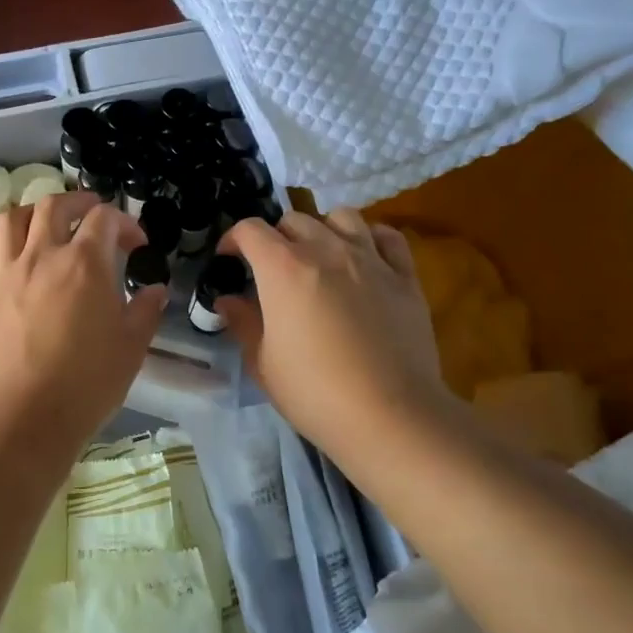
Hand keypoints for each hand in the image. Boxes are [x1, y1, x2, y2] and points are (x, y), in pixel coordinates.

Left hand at [0, 191, 166, 473]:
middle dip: (76, 202)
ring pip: (10, 221)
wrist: (22, 421)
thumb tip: (155, 290)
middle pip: (52, 206)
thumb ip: (145, 312)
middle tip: (90, 215)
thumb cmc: (86, 385)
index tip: (136, 244)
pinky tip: (2, 248)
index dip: (124, 222)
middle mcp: (41, 257)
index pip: (104, 219)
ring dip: (31, 213)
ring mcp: (4, 276)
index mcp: (84, 263)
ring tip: (44, 224)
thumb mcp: (131, 348)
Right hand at [218, 210, 446, 474]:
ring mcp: (370, 259)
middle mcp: (326, 250)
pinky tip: (364, 257)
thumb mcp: (262, 362)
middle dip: (276, 237)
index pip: (250, 229)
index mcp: (283, 268)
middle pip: (294, 219)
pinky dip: (370, 238)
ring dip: (322, 228)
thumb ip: (243, 323)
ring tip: (319, 255)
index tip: (228, 259)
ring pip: (342, 216)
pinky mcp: (405, 276)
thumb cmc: (314, 392)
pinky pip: (387, 237)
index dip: (233, 239)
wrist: (389, 415)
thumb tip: (228, 300)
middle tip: (272, 268)